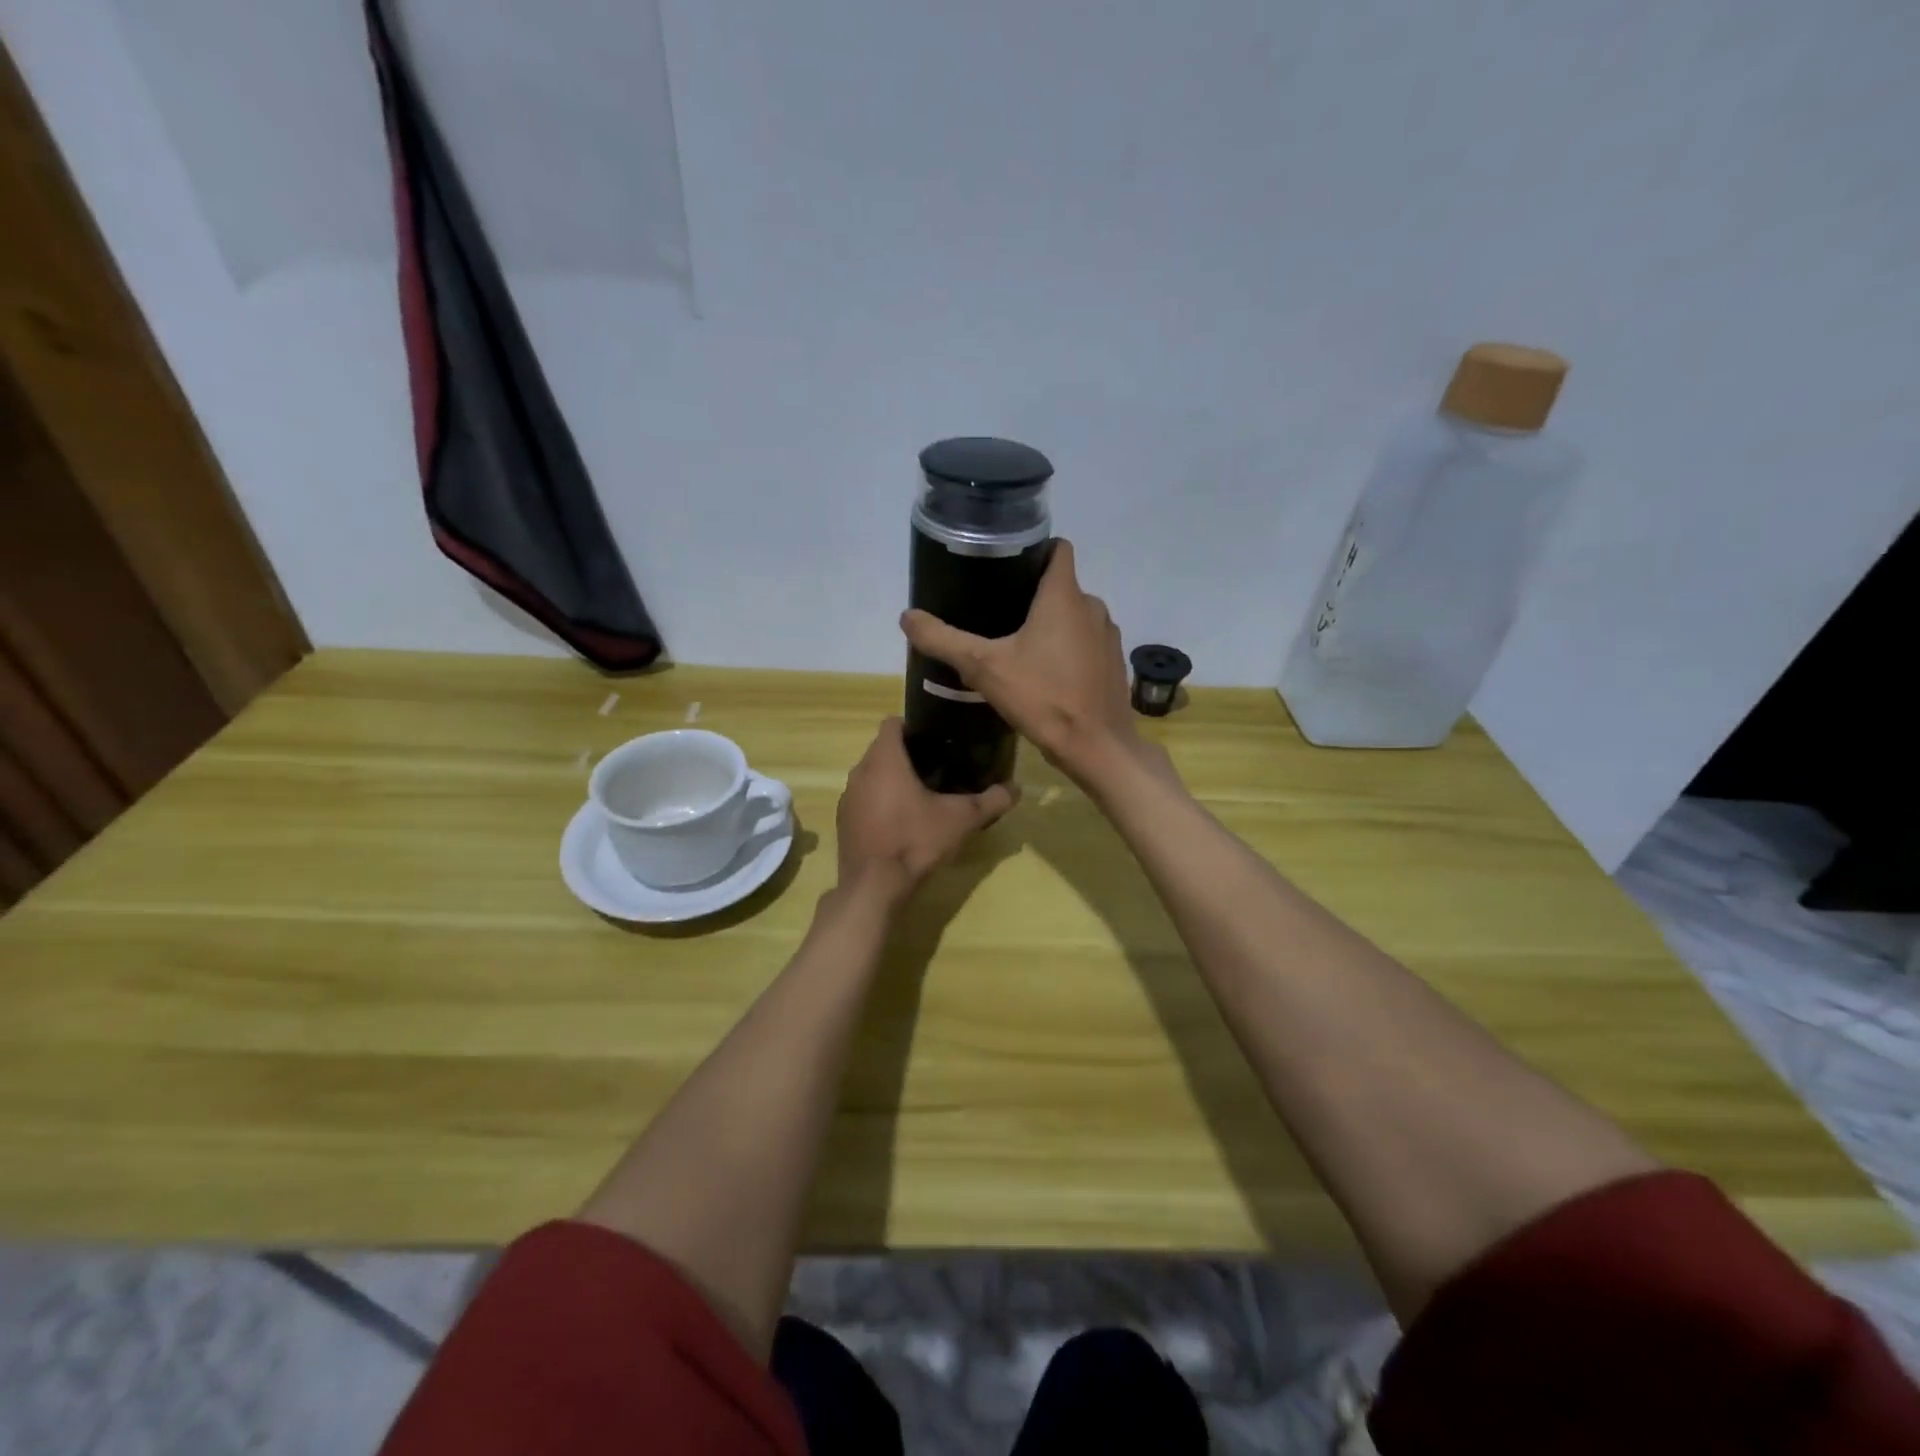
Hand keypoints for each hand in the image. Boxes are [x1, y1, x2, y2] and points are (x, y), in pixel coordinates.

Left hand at [836, 718, 1017, 903]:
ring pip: (871, 775)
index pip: (892, 723)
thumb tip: (1016, 789)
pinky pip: (863, 800)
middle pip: (882, 749)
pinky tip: (900, 823)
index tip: (936, 741)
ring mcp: (848, 798)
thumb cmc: (916, 841)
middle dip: (907, 755)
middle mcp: (860, 772)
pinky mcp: (843, 822)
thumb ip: (991, 801)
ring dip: (891, 780)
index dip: (913, 726)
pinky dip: (879, 803)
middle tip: (937, 769)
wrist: (874, 887)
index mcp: (885, 760)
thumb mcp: (961, 820)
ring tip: (921, 795)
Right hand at [901, 539, 1150, 787]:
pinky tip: (1046, 674)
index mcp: (1065, 596)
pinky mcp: (1114, 663)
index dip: (1034, 549)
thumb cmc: (1042, 698)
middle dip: (1032, 595)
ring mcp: (1108, 636)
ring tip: (1018, 645)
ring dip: (1051, 625)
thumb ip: (944, 639)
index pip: (1058, 548)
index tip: (1007, 565)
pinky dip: (1069, 649)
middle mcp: (1093, 607)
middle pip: (1061, 586)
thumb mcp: (983, 668)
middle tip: (997, 614)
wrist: (1096, 748)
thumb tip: (907, 616)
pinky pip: (1087, 643)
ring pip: (1075, 616)